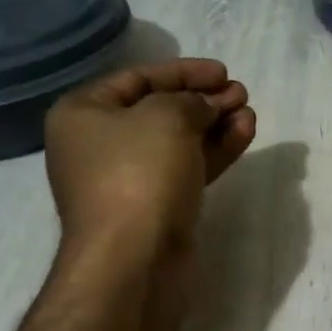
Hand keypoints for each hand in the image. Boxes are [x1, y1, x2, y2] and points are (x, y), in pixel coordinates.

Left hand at [44, 58, 255, 260]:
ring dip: (215, 124)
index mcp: (83, 114)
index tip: (222, 72)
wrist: (134, 259)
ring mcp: (129, 180)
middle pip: (160, 110)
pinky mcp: (157, 207)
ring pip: (179, 142)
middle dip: (203, 99)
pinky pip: (188, 168)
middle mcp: (100, 145)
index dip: (183, 71)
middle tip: (240, 93)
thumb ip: (192, 100)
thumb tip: (208, 104)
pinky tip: (244, 134)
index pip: (137, 78)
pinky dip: (214, 151)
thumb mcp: (166, 117)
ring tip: (248, 112)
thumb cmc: (138, 173)